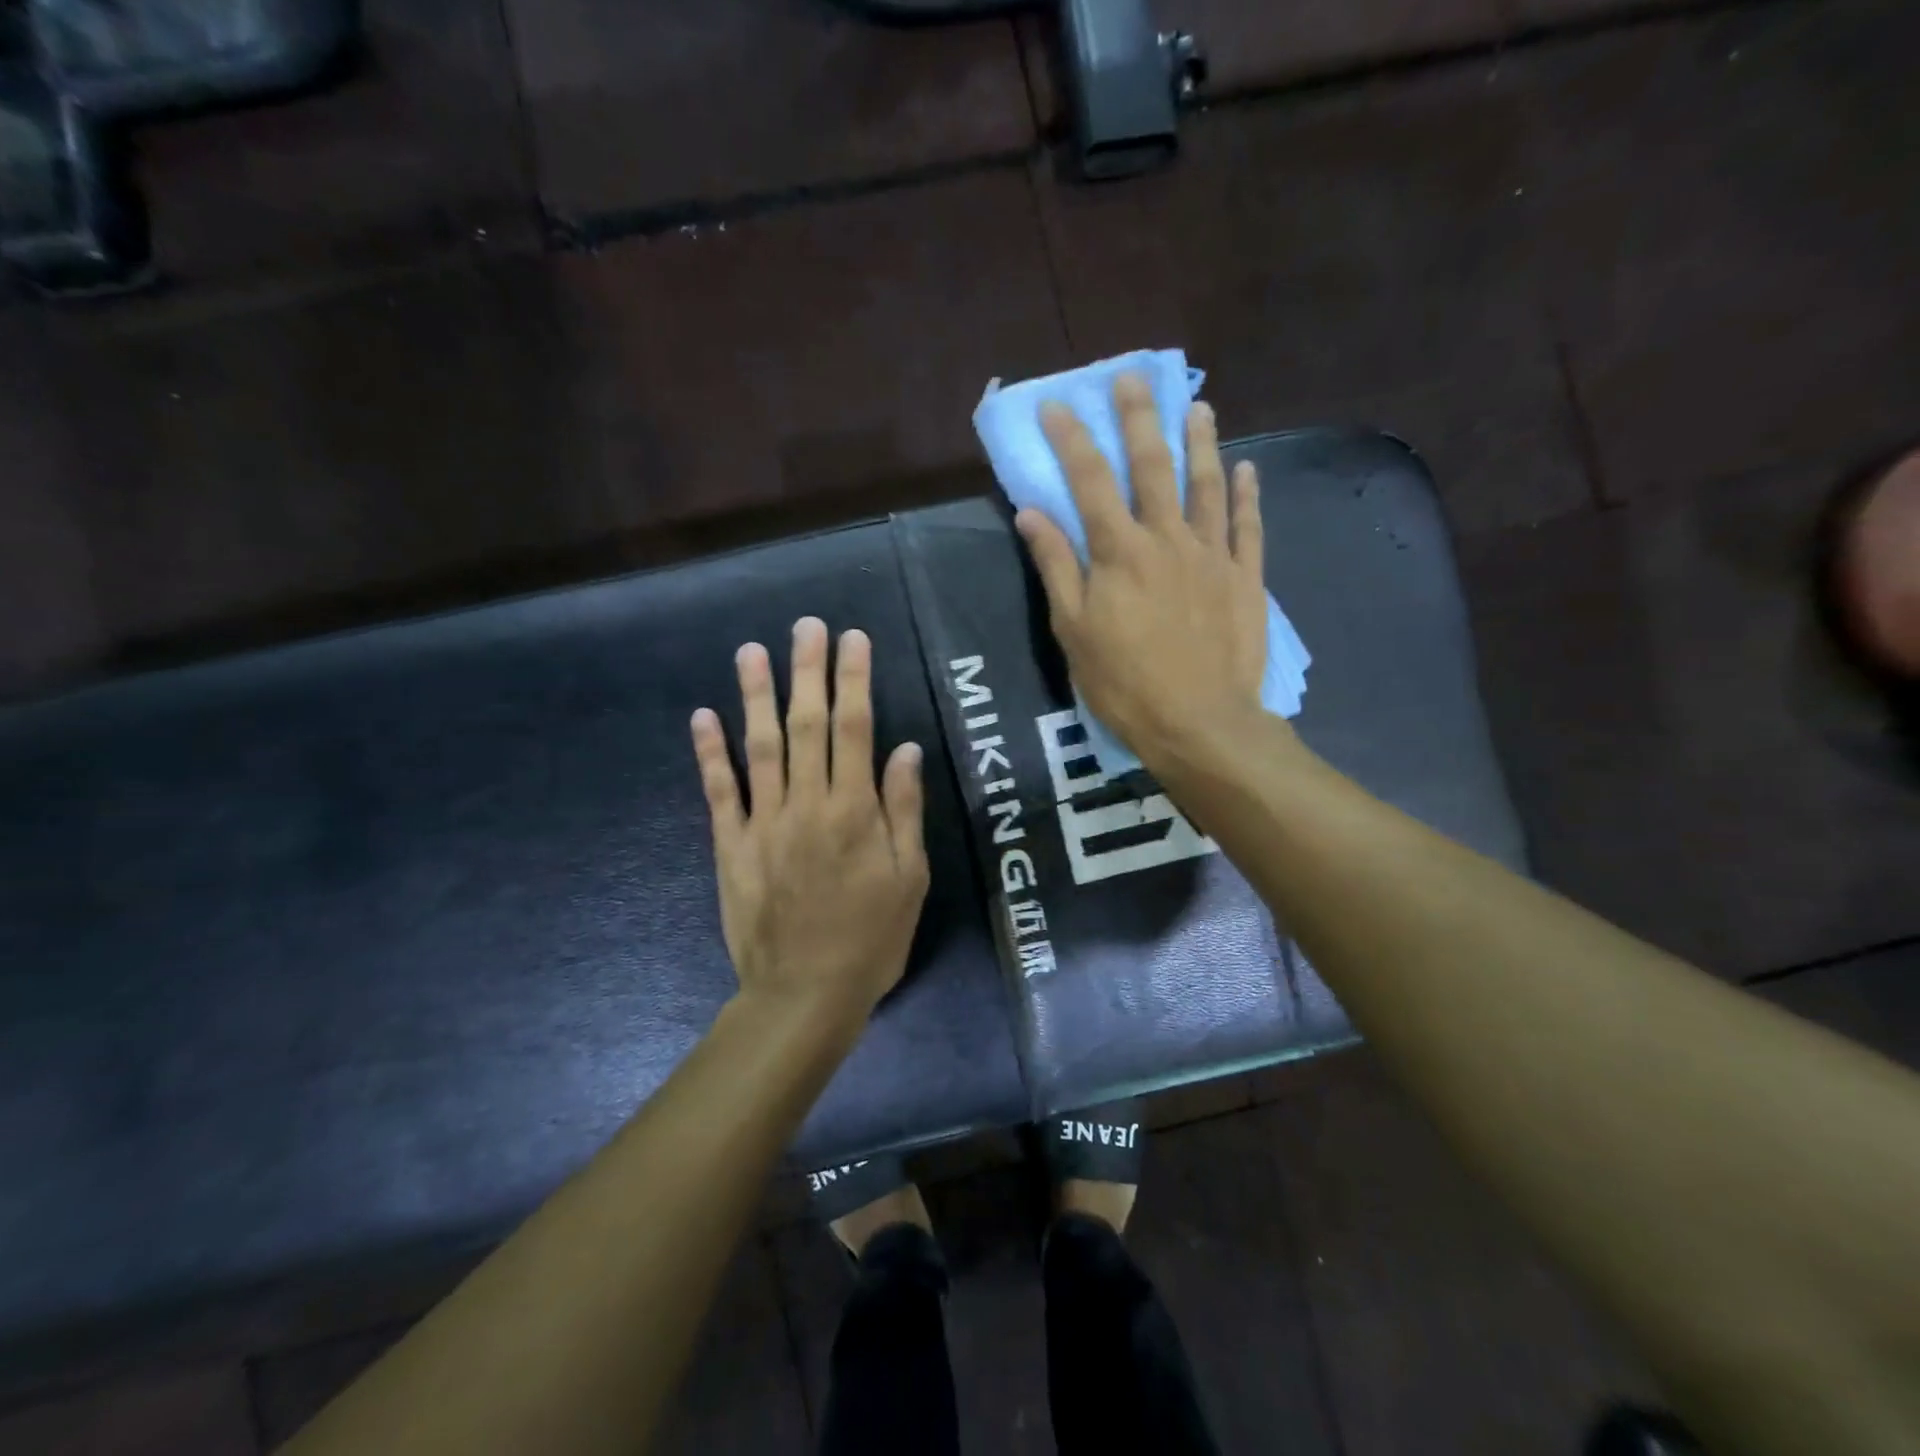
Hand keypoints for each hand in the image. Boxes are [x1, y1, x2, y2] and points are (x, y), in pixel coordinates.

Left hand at [690, 618, 929, 1034]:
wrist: (804, 994)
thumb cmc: (871, 939)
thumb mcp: (908, 879)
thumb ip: (903, 810)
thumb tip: (904, 748)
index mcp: (854, 811)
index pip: (856, 729)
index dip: (854, 680)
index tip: (852, 639)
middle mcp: (807, 804)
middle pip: (807, 725)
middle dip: (808, 671)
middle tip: (806, 625)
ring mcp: (763, 822)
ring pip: (759, 747)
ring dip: (755, 695)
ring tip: (751, 650)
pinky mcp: (731, 845)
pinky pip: (719, 791)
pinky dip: (710, 753)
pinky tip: (704, 716)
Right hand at [1016, 373, 1272, 769]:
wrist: (1198, 722)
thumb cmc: (1124, 682)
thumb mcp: (1073, 630)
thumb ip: (1056, 566)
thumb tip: (1033, 512)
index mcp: (1119, 551)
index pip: (1089, 480)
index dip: (1072, 438)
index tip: (1057, 404)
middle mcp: (1167, 538)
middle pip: (1153, 466)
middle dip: (1139, 418)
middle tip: (1133, 377)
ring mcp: (1212, 555)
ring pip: (1207, 485)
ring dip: (1201, 442)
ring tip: (1198, 407)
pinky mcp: (1245, 578)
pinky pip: (1248, 527)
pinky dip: (1248, 495)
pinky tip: (1247, 469)